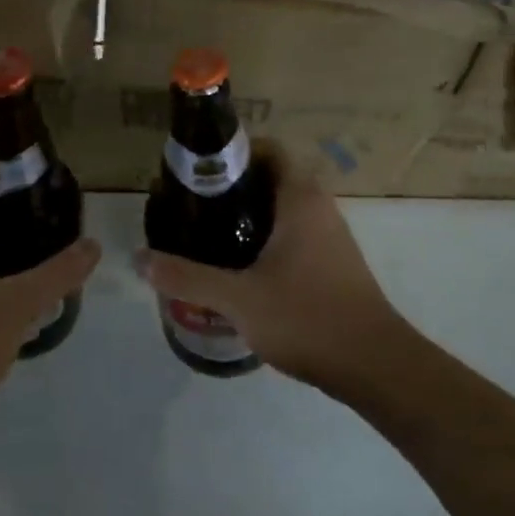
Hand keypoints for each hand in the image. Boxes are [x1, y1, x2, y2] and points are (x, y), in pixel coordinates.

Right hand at [137, 142, 404, 388]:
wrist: (375, 365)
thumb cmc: (308, 316)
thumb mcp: (238, 298)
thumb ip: (187, 277)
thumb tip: (139, 259)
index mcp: (300, 199)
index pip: (267, 150)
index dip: (232, 152)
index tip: (197, 170)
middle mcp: (319, 208)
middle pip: (270, 179)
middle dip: (230, 188)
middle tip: (191, 206)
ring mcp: (330, 238)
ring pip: (281, 211)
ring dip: (247, 217)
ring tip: (205, 236)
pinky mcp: (332, 265)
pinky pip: (292, 237)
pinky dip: (264, 241)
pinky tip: (237, 269)